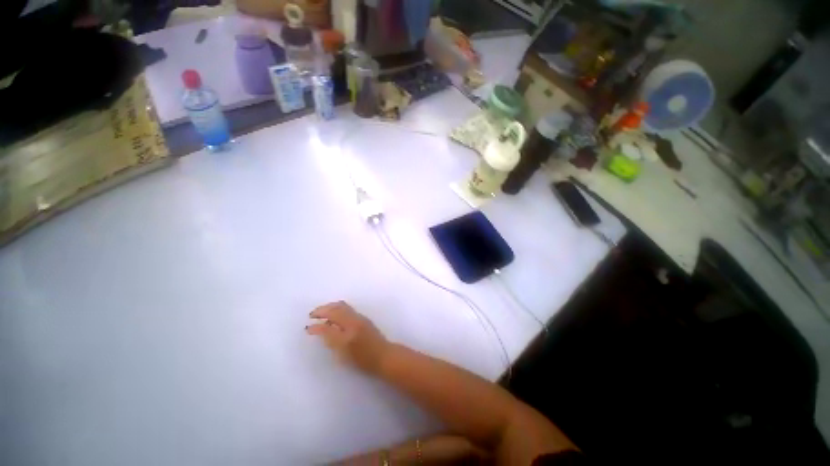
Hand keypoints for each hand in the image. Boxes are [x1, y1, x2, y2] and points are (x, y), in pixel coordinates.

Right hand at [307, 301, 390, 373]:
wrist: (383, 355)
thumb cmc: (363, 360)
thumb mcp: (343, 356)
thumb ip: (331, 341)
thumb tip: (321, 330)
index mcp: (347, 335)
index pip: (327, 327)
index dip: (316, 327)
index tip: (307, 328)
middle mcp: (353, 322)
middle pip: (336, 309)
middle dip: (322, 310)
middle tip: (312, 314)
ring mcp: (359, 318)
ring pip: (342, 306)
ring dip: (330, 307)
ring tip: (321, 314)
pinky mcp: (363, 318)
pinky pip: (347, 309)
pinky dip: (337, 309)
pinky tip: (333, 317)